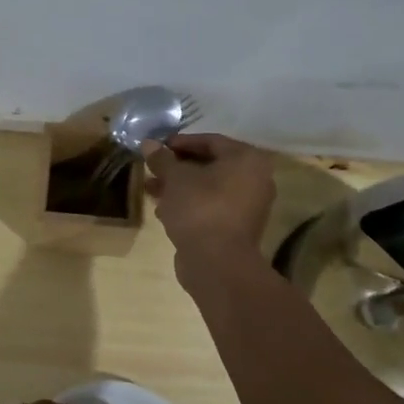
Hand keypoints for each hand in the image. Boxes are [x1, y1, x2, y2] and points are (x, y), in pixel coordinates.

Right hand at [142, 133, 276, 267]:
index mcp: (247, 160)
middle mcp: (254, 179)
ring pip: (208, 188)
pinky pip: (211, 207)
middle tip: (153, 169)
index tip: (157, 147)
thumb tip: (148, 143)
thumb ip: (162, 159)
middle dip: (177, 167)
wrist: (216, 262)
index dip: (180, 142)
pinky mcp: (237, 228)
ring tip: (151, 190)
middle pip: (210, 165)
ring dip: (179, 187)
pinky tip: (163, 211)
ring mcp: (248, 206)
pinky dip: (189, 205)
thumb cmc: (199, 209)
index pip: (211, 141)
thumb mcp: (175, 179)